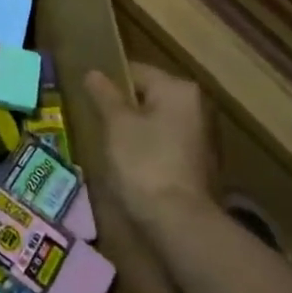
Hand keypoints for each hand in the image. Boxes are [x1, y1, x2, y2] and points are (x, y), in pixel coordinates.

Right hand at [85, 63, 216, 222]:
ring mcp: (203, 136)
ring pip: (157, 121)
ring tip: (109, 144)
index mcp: (179, 89)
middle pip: (148, 96)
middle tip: (95, 121)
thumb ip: (104, 94)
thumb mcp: (116, 124)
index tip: (87, 99)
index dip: (107, 83)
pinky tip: (131, 164)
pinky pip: (166, 143)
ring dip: (135, 129)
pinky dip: (149, 148)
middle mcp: (197, 106)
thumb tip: (93, 73)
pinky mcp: (201, 163)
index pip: (135, 71)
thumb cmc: (144, 162)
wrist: (178, 221)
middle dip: (122, 107)